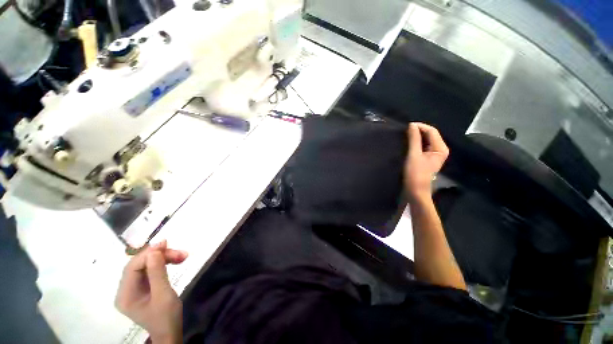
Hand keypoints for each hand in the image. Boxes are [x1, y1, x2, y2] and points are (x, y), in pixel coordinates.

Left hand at [115, 240, 187, 343]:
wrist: (170, 333)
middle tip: (181, 253)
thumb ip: (158, 272)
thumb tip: (155, 250)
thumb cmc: (166, 317)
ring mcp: (133, 289)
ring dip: (164, 258)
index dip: (149, 254)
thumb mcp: (164, 295)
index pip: (133, 267)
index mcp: (125, 295)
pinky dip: (163, 263)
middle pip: (139, 265)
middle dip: (160, 256)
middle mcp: (125, 290)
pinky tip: (175, 261)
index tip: (167, 244)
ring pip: (146, 265)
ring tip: (182, 256)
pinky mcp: (142, 288)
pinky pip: (150, 270)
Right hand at [404, 123, 448, 200]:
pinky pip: (423, 146)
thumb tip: (412, 125)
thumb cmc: (415, 173)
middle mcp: (440, 149)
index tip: (406, 126)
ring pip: (425, 140)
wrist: (415, 191)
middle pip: (430, 135)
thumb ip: (414, 139)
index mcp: (440, 148)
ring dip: (416, 137)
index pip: (432, 131)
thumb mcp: (414, 155)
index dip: (420, 126)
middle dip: (418, 131)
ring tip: (404, 136)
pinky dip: (416, 143)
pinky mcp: (427, 158)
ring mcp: (434, 154)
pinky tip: (408, 143)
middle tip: (404, 131)